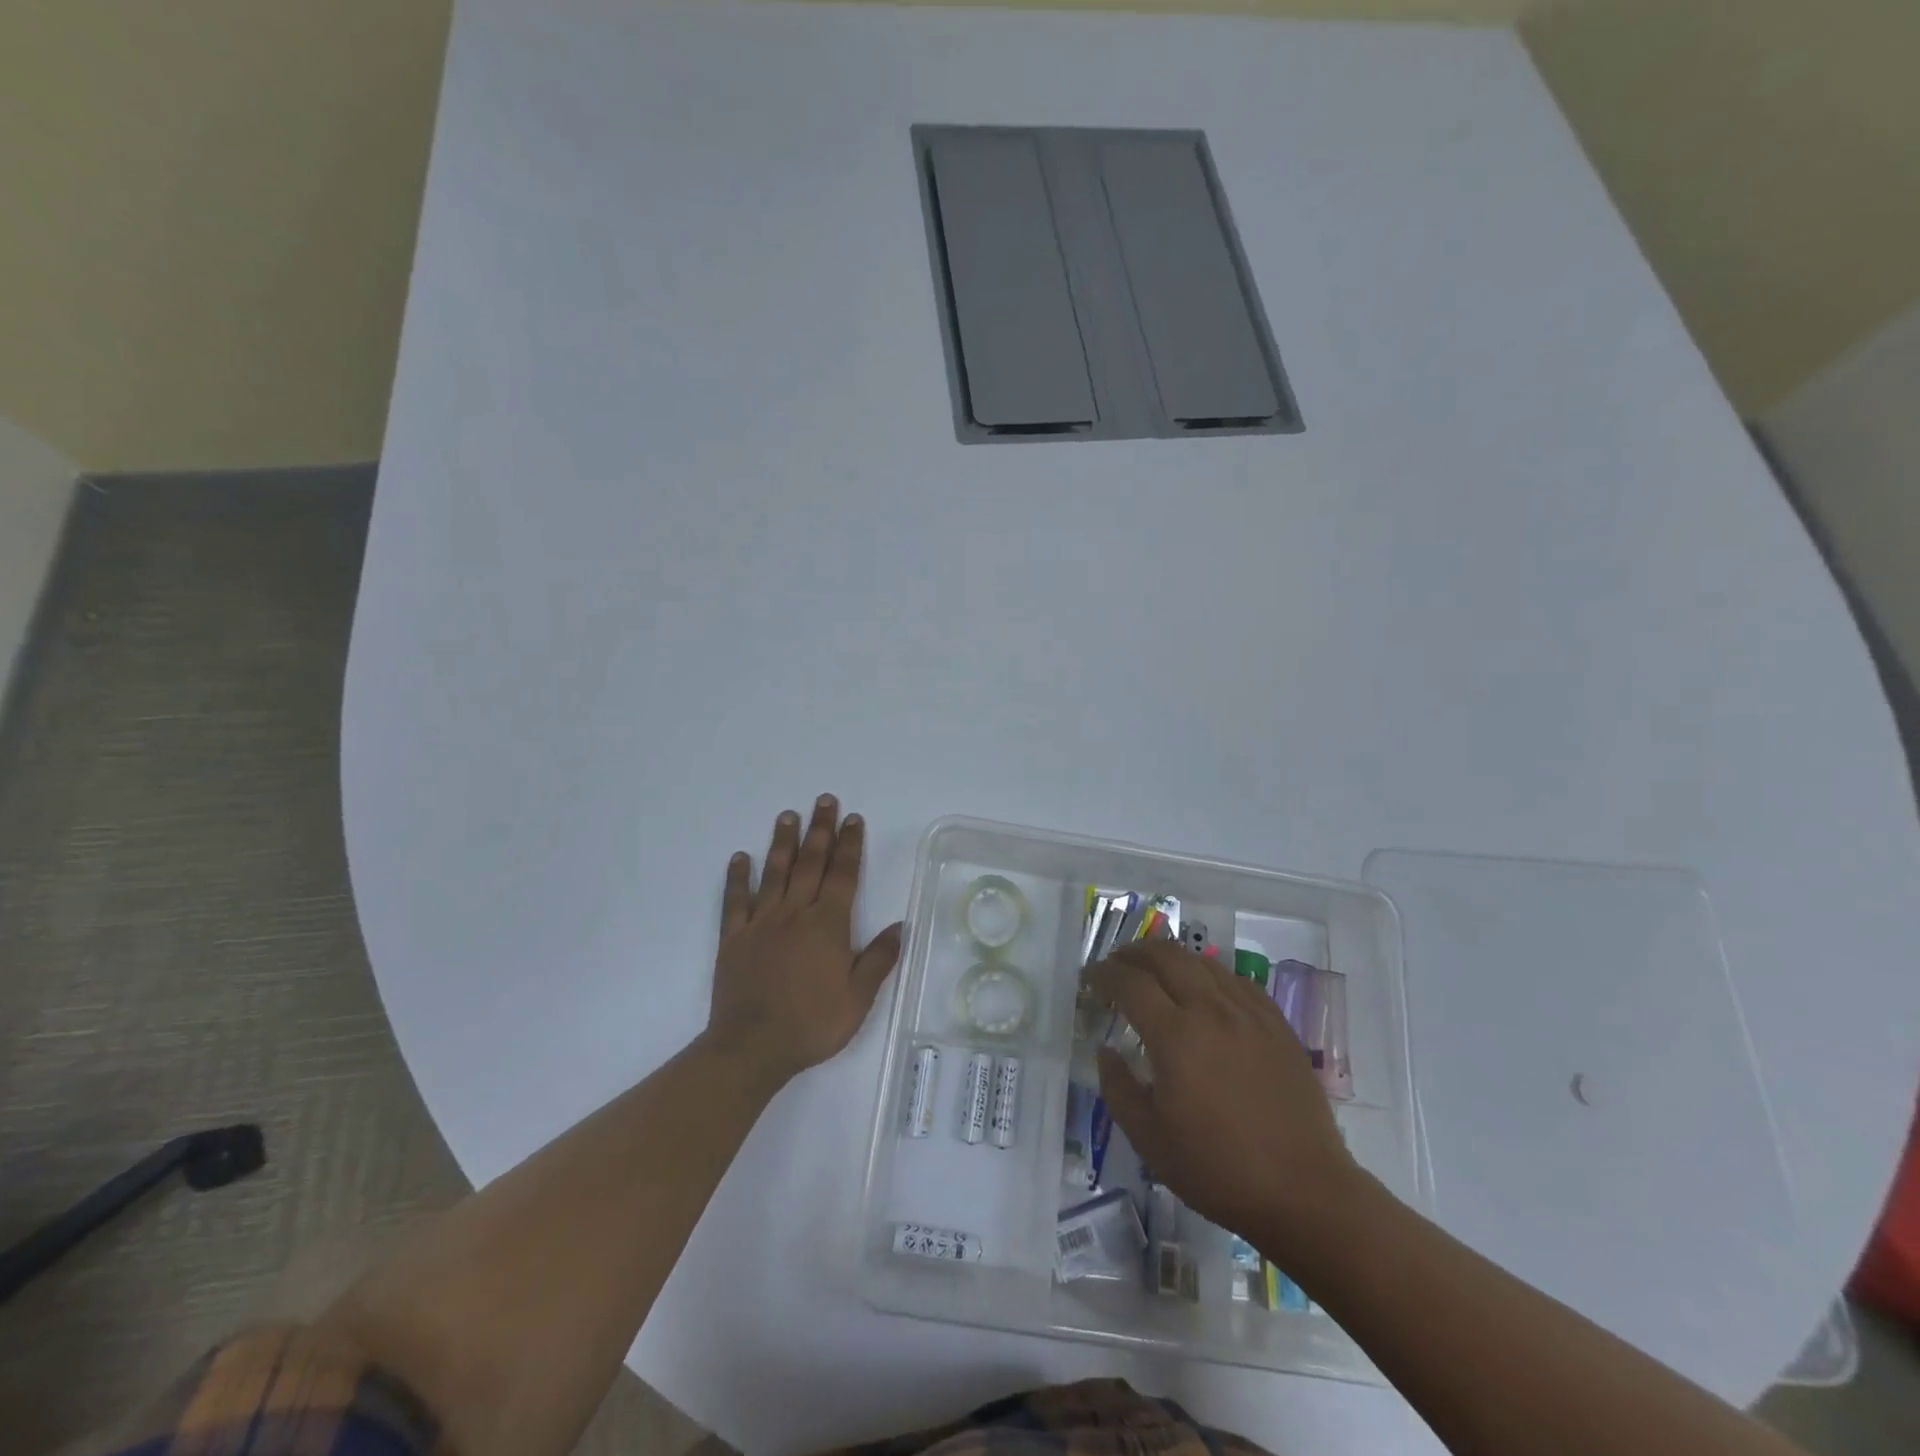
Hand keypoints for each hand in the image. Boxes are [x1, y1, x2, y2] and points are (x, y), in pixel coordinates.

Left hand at [704, 796, 903, 1086]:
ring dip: (783, 842)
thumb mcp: (859, 998)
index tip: (853, 818)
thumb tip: (901, 925)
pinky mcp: (733, 938)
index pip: (843, 875)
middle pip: (810, 863)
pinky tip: (740, 857)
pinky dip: (737, 877)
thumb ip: (879, 958)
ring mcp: (761, 923)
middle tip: (823, 800)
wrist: (753, 1047)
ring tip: (788, 815)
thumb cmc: (812, 1023)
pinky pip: (735, 901)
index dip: (850, 844)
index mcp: (827, 924)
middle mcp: (795, 913)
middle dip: (820, 830)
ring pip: (774, 873)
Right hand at [1087, 941, 1361, 1256]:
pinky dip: (1209, 974)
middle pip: (1166, 956)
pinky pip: (1236, 981)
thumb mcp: (1149, 1139)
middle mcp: (1211, 1010)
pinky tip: (1204, 990)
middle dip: (1134, 953)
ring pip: (1203, 962)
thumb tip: (1107, 1050)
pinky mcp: (1276, 1024)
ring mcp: (1248, 1013)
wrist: (1304, 1192)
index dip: (1104, 973)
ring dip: (1171, 958)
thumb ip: (1118, 1087)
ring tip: (1155, 970)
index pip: (1130, 983)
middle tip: (1117, 964)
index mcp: (1175, 1036)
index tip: (1090, 977)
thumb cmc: (1218, 1169)